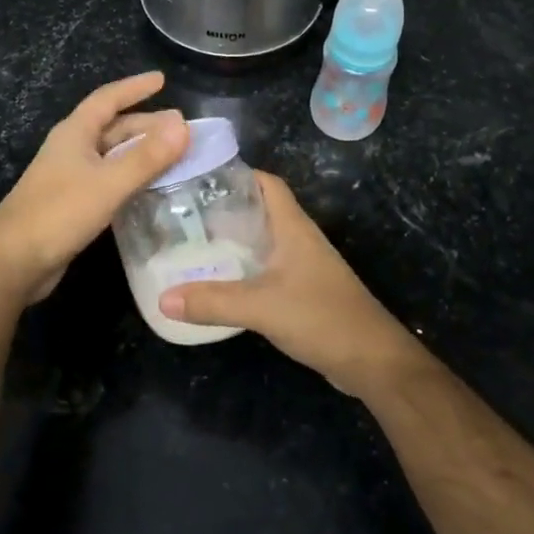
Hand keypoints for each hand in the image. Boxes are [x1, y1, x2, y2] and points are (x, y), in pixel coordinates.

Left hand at [0, 72, 189, 303]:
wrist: (13, 262)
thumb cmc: (59, 213)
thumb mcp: (108, 182)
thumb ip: (147, 156)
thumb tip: (183, 125)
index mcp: (74, 134)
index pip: (107, 99)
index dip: (134, 88)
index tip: (161, 79)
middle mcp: (72, 150)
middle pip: (113, 128)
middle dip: (146, 124)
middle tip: (180, 127)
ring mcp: (70, 177)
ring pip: (112, 155)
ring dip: (141, 152)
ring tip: (173, 154)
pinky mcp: (73, 204)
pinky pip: (109, 180)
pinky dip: (132, 177)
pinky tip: (150, 187)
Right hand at [158, 172, 426, 395]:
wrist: (370, 359)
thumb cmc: (321, 317)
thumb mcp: (261, 307)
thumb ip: (213, 302)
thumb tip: (163, 299)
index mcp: (293, 228)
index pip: (267, 184)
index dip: (238, 174)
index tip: (200, 177)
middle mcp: (299, 240)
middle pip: (260, 210)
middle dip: (225, 208)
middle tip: (184, 214)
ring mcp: (303, 266)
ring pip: (263, 241)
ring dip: (233, 240)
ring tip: (193, 244)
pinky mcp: (303, 292)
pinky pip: (267, 269)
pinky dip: (243, 269)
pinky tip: (219, 281)